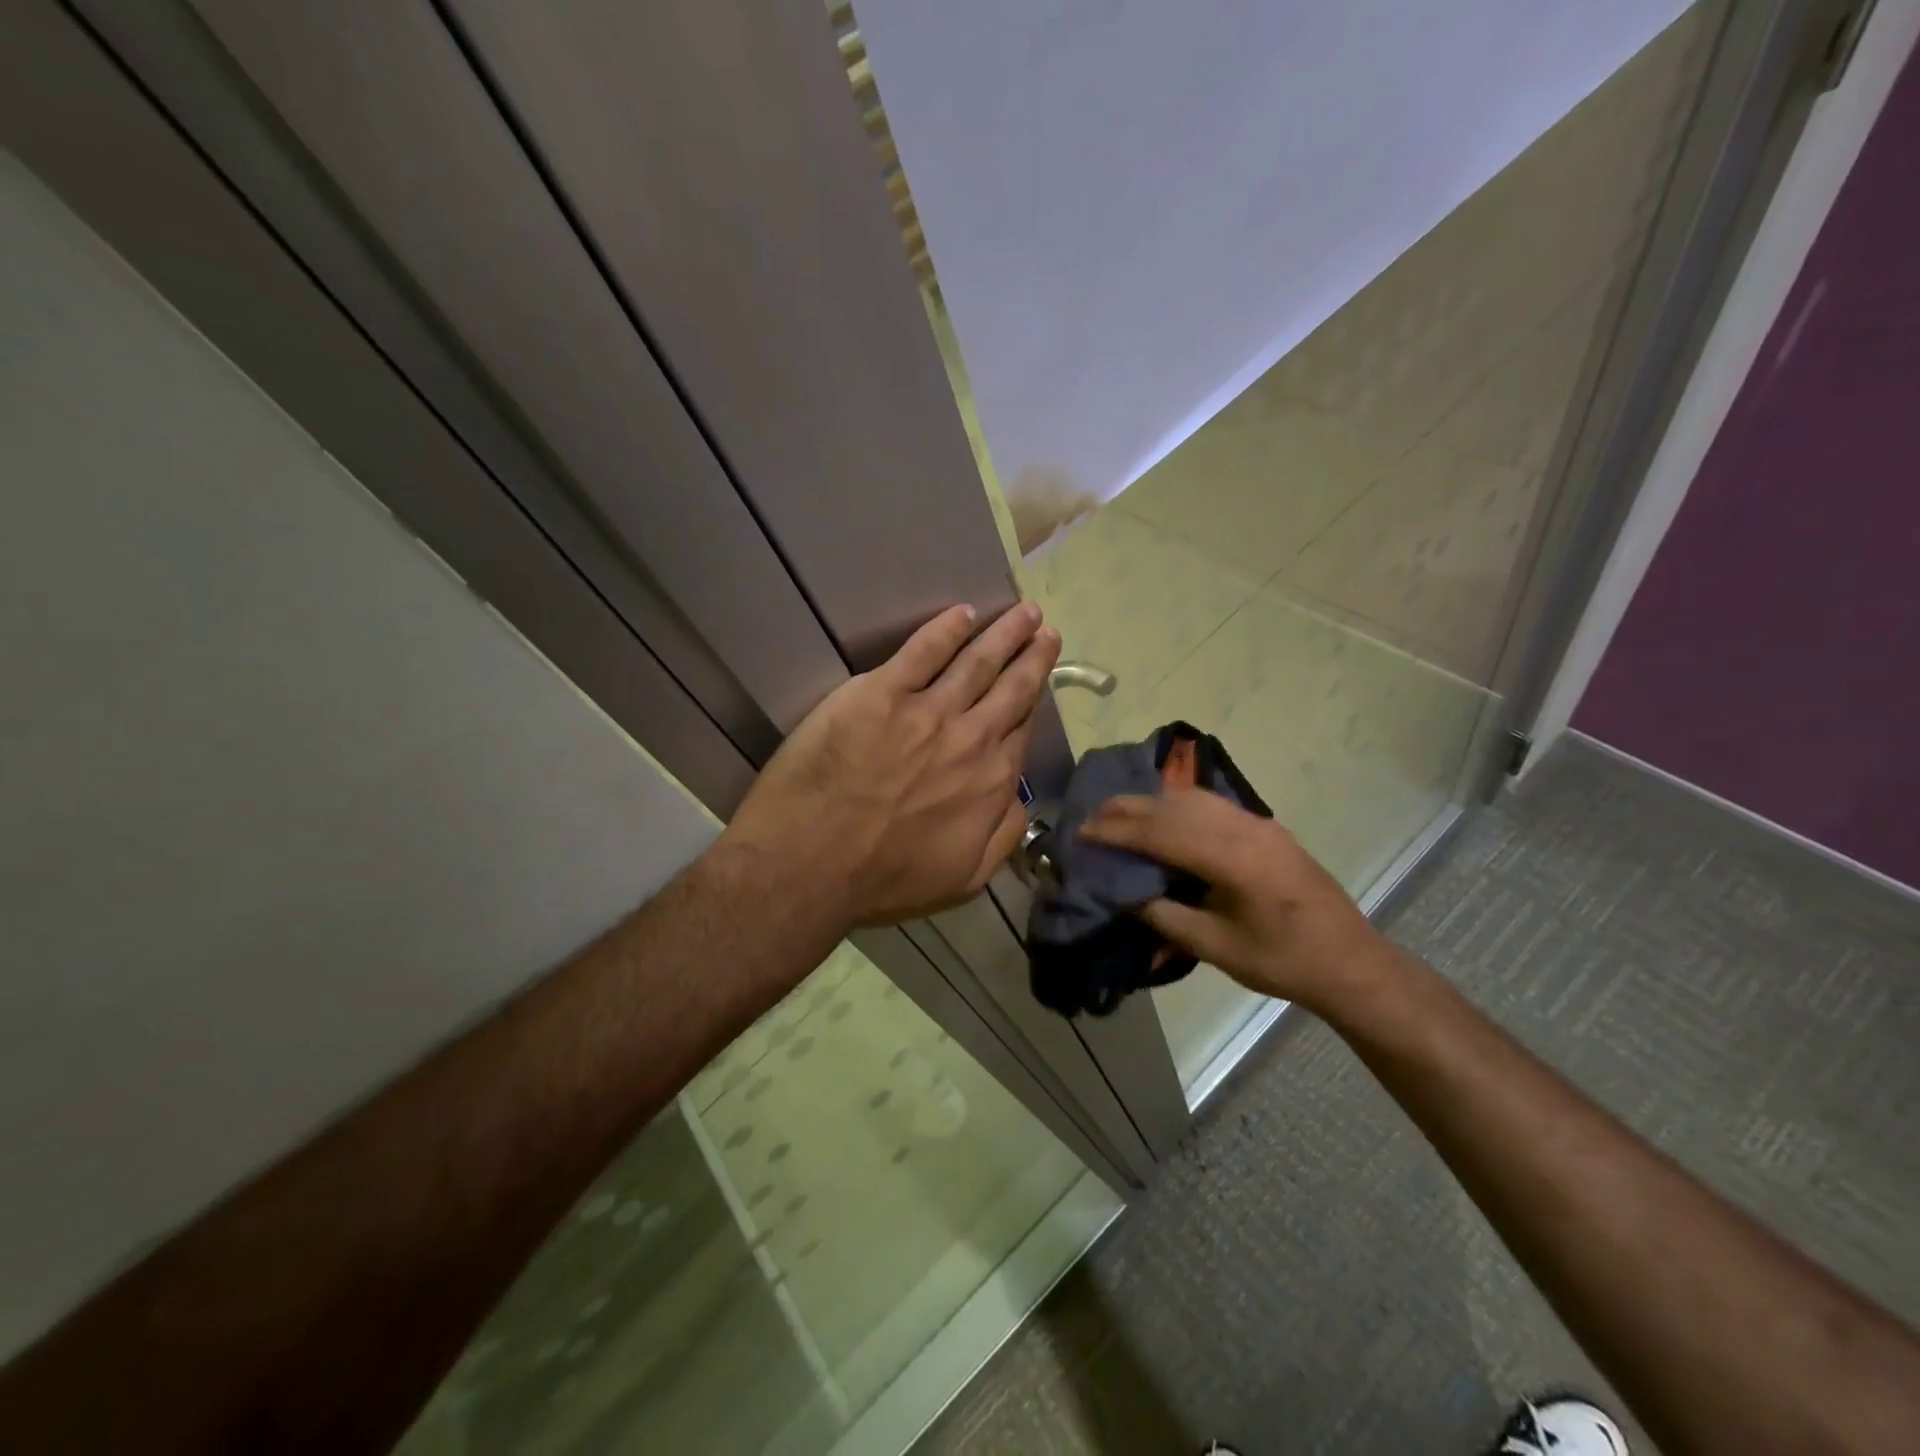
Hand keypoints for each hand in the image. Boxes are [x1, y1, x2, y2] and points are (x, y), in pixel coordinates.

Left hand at [723, 603, 1060, 929]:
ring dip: (1004, 632)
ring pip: (977, 660)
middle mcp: (970, 738)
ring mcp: (926, 711)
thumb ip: (1003, 836)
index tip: (1041, 676)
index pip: (1021, 728)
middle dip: (1033, 654)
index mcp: (991, 781)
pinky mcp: (881, 693)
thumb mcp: (964, 879)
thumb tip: (1021, 800)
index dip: (1034, 699)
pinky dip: (946, 629)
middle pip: (1011, 687)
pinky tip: (961, 613)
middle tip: (1045, 628)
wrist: (811, 865)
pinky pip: (922, 651)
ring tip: (1023, 611)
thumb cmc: (885, 880)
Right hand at [1079, 789, 1398, 1015]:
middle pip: (1173, 806)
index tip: (1081, 832)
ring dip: (1152, 803)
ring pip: (1193, 798)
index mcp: (1232, 858)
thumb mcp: (1217, 947)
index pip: (1160, 832)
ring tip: (1118, 813)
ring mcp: (1259, 824)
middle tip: (1090, 816)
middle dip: (1127, 808)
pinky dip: (1178, 805)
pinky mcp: (1267, 828)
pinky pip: (1212, 805)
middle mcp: (1244, 828)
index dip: (1116, 830)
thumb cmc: (1283, 961)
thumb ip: (1166, 916)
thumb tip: (1125, 894)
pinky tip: (1163, 817)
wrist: (1351, 962)